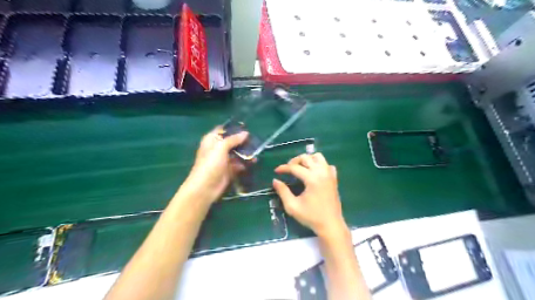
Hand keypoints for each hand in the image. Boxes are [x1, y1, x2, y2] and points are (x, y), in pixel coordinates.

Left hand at [183, 125, 248, 204]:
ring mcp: (223, 160)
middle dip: (242, 141)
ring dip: (245, 153)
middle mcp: (217, 148)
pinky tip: (253, 162)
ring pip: (236, 153)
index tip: (246, 128)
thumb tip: (246, 133)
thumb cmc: (210, 164)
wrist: (205, 187)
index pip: (223, 130)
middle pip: (231, 142)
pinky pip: (238, 164)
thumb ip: (233, 139)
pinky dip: (245, 163)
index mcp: (211, 140)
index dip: (233, 129)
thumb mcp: (221, 147)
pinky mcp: (228, 170)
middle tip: (255, 140)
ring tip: (257, 151)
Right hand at [272, 153, 346, 237]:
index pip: (295, 167)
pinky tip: (313, 172)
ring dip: (307, 159)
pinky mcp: (334, 178)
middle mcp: (322, 173)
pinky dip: (319, 164)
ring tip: (300, 168)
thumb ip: (282, 192)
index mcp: (312, 179)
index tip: (276, 171)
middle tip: (288, 169)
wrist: (330, 225)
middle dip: (294, 161)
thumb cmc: (311, 217)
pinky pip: (326, 164)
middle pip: (306, 157)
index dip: (283, 168)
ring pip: (318, 157)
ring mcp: (329, 174)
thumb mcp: (292, 206)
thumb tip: (275, 181)